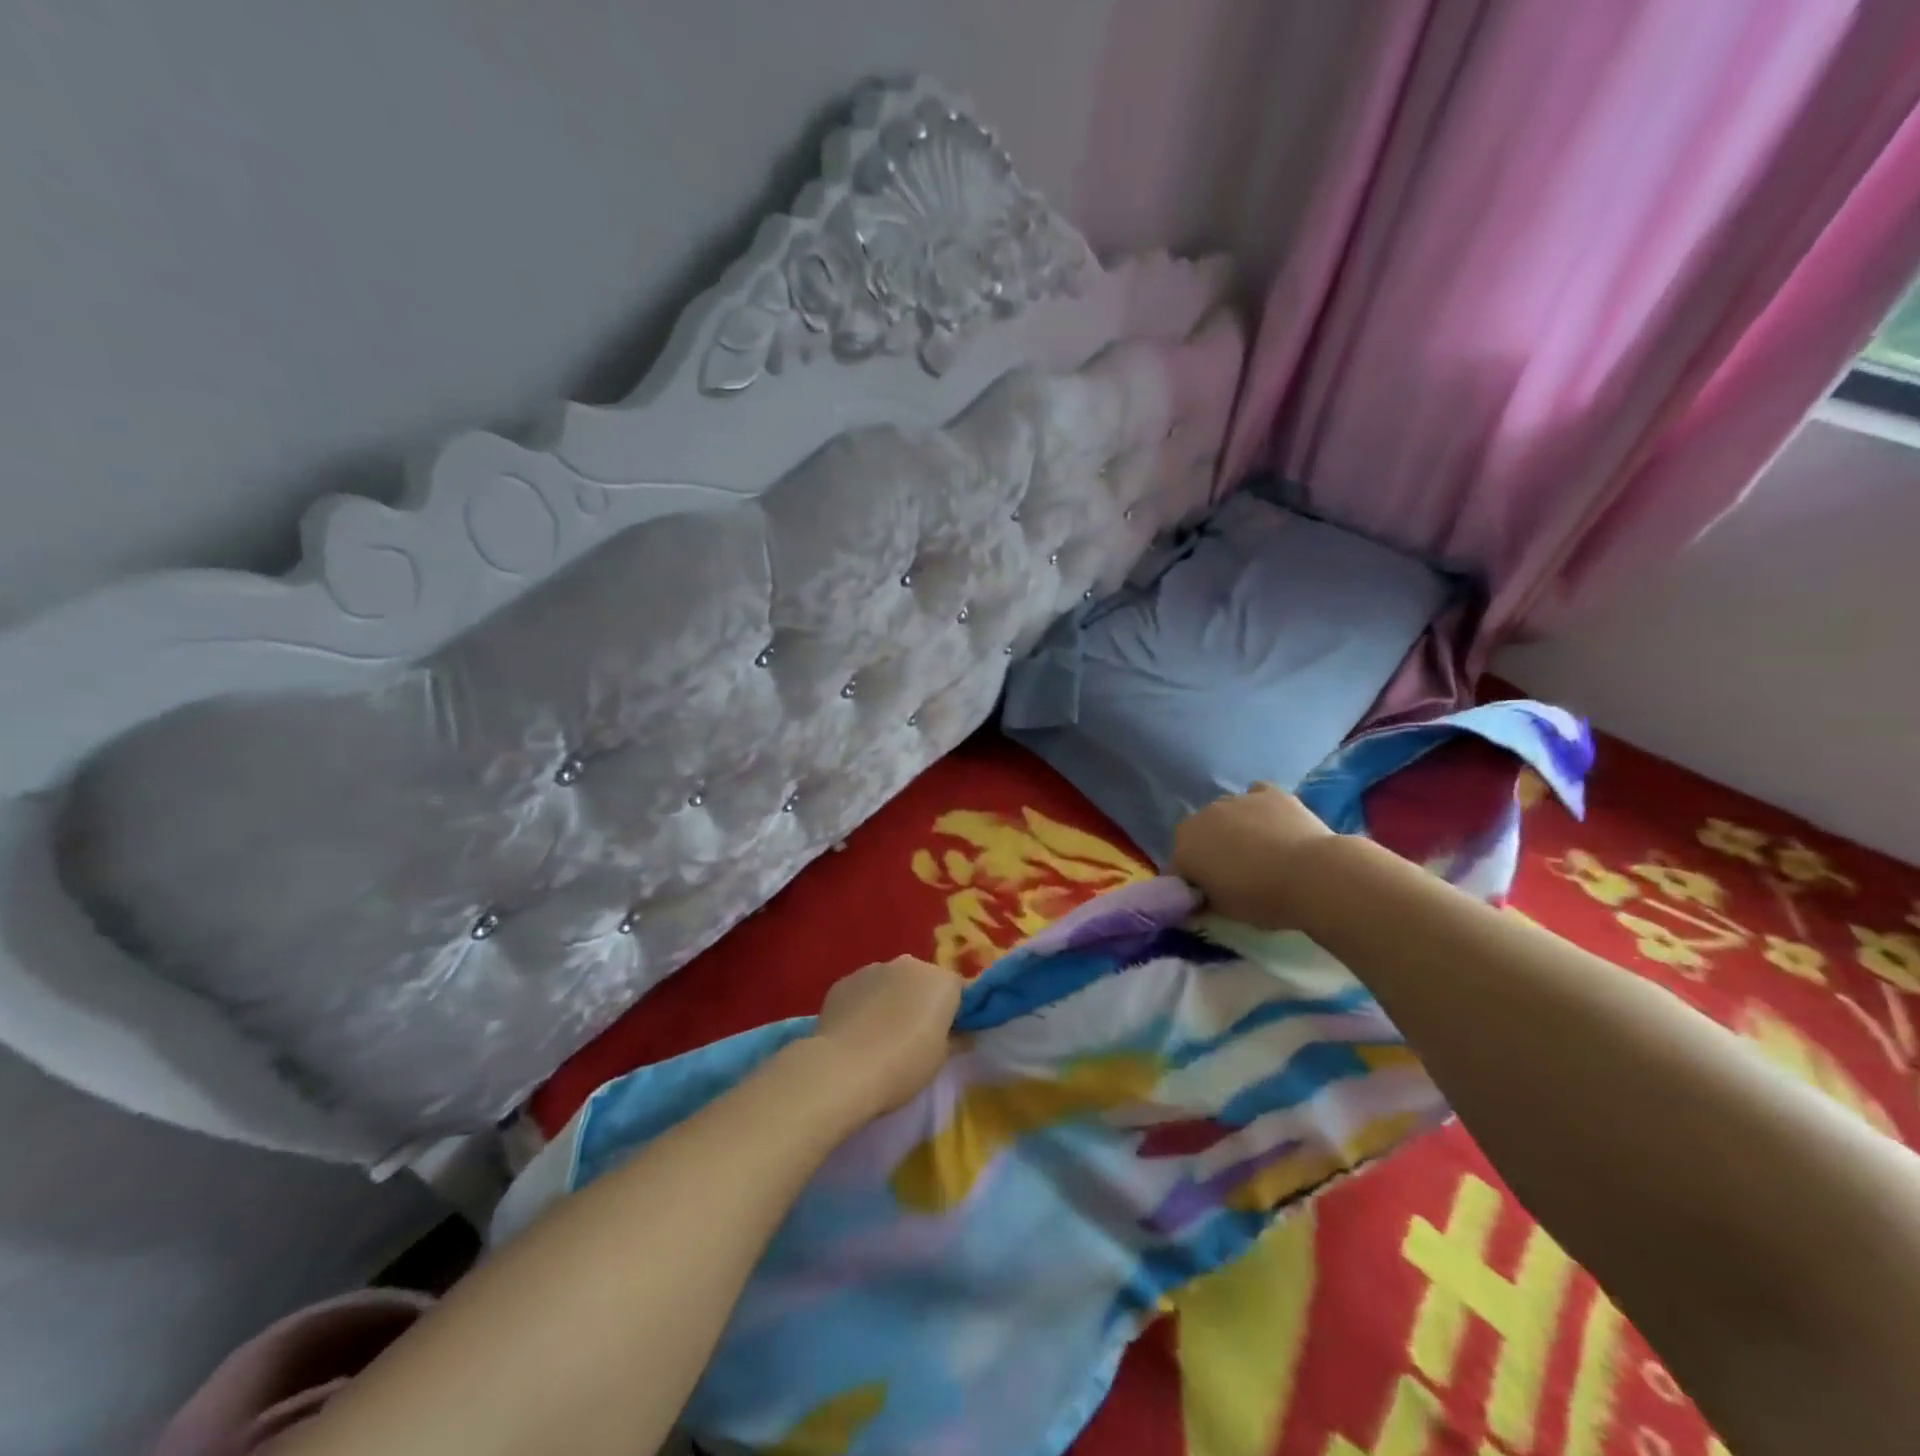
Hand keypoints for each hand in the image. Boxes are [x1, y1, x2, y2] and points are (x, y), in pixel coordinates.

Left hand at [812, 956, 963, 1114]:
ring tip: (878, 1035)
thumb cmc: (904, 1064)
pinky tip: (854, 1033)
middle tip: (912, 1035)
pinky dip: (863, 1005)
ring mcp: (873, 968)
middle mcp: (909, 964)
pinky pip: (862, 990)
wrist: (844, 1068)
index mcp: (941, 981)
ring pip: (889, 982)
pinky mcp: (844, 981)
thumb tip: (961, 1033)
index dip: (952, 1011)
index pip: (956, 989)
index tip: (945, 1034)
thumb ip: (955, 1038)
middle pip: (921, 980)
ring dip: (890, 1000)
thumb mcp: (940, 1058)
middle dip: (919, 1000)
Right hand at [1171, 783, 1333, 930]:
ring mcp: (1235, 799)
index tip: (1208, 897)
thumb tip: (1197, 899)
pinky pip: (1255, 797)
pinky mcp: (1268, 792)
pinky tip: (1273, 825)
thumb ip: (1203, 900)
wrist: (1313, 876)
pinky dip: (1259, 810)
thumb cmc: (1262, 898)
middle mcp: (1202, 816)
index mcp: (1184, 847)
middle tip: (1235, 875)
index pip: (1178, 867)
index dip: (1192, 883)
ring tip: (1261, 852)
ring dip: (1234, 829)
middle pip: (1199, 835)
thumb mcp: (1224, 911)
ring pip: (1226, 814)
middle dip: (1210, 851)